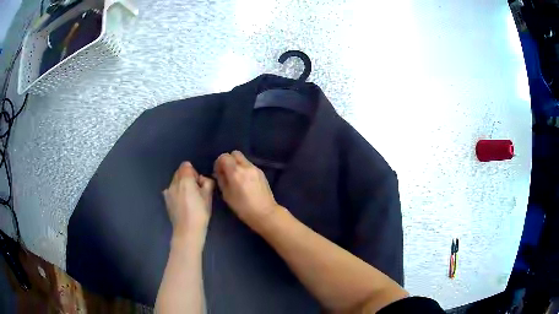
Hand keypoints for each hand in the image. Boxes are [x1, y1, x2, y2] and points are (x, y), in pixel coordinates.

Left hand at [163, 162, 213, 240]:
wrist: (187, 230)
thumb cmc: (200, 213)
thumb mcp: (208, 197)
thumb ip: (207, 183)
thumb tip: (203, 179)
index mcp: (185, 180)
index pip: (186, 165)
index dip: (194, 172)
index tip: (199, 183)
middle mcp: (174, 183)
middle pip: (179, 172)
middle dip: (187, 178)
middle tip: (196, 191)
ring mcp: (168, 192)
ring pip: (175, 182)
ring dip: (181, 185)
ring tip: (189, 199)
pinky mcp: (166, 200)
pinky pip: (171, 191)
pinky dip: (176, 193)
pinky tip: (182, 204)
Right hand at [214, 151, 278, 228]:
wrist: (265, 213)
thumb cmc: (243, 208)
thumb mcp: (226, 195)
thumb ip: (222, 180)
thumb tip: (220, 172)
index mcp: (236, 172)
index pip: (224, 157)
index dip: (219, 163)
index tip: (218, 173)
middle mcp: (246, 166)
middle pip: (235, 153)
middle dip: (229, 160)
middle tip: (227, 172)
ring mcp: (255, 168)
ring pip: (243, 159)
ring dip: (237, 165)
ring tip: (236, 178)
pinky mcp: (261, 172)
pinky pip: (249, 165)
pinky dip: (244, 169)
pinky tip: (245, 182)